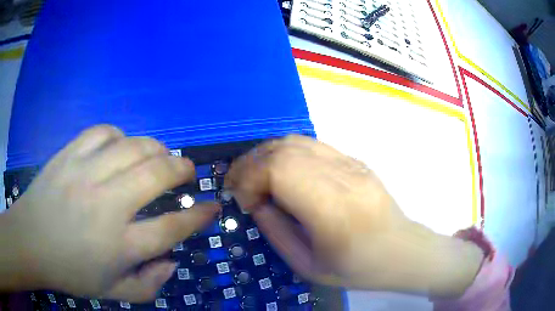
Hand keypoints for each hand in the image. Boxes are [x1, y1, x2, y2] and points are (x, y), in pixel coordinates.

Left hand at [0, 125, 219, 301]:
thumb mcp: (113, 293)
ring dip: (156, 148)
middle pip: (157, 175)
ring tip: (159, 156)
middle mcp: (106, 205)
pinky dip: (120, 136)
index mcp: (119, 245)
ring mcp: (85, 173)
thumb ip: (149, 285)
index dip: (199, 216)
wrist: (30, 242)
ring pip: (133, 146)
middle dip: (182, 169)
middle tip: (188, 171)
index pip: (172, 227)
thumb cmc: (70, 272)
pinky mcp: (69, 154)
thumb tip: (171, 262)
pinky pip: (103, 131)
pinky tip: (120, 147)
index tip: (213, 205)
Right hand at [225, 135, 483, 296]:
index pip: (280, 170)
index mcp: (334, 211)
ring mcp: (351, 164)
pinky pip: (310, 144)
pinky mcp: (354, 160)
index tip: (243, 202)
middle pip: (284, 150)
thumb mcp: (308, 266)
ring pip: (295, 141)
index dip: (250, 179)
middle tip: (238, 186)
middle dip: (250, 164)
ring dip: (265, 155)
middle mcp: (344, 177)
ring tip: (253, 176)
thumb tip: (254, 202)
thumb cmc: (357, 268)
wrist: (401, 251)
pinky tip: (279, 170)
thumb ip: (276, 232)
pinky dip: (285, 153)